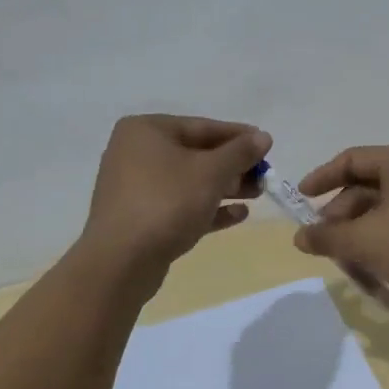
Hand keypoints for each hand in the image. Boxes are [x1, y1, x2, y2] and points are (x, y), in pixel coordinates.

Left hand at [81, 115, 270, 271]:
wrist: (121, 262)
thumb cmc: (167, 202)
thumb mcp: (211, 172)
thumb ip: (240, 152)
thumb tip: (263, 137)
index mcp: (146, 130)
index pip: (202, 126)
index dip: (239, 136)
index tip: (267, 145)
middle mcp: (136, 153)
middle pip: (196, 154)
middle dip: (233, 166)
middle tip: (265, 175)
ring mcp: (135, 187)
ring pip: (189, 181)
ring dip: (225, 187)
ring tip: (257, 195)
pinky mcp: (140, 218)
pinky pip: (180, 205)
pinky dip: (207, 208)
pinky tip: (239, 215)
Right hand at [293, 143, 388, 310]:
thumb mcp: (366, 242)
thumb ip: (327, 236)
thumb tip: (300, 237)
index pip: (350, 160)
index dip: (321, 179)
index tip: (300, 201)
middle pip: (364, 193)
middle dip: (343, 227)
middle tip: (328, 253)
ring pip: (380, 218)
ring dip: (363, 249)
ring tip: (360, 282)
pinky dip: (385, 253)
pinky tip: (383, 289)